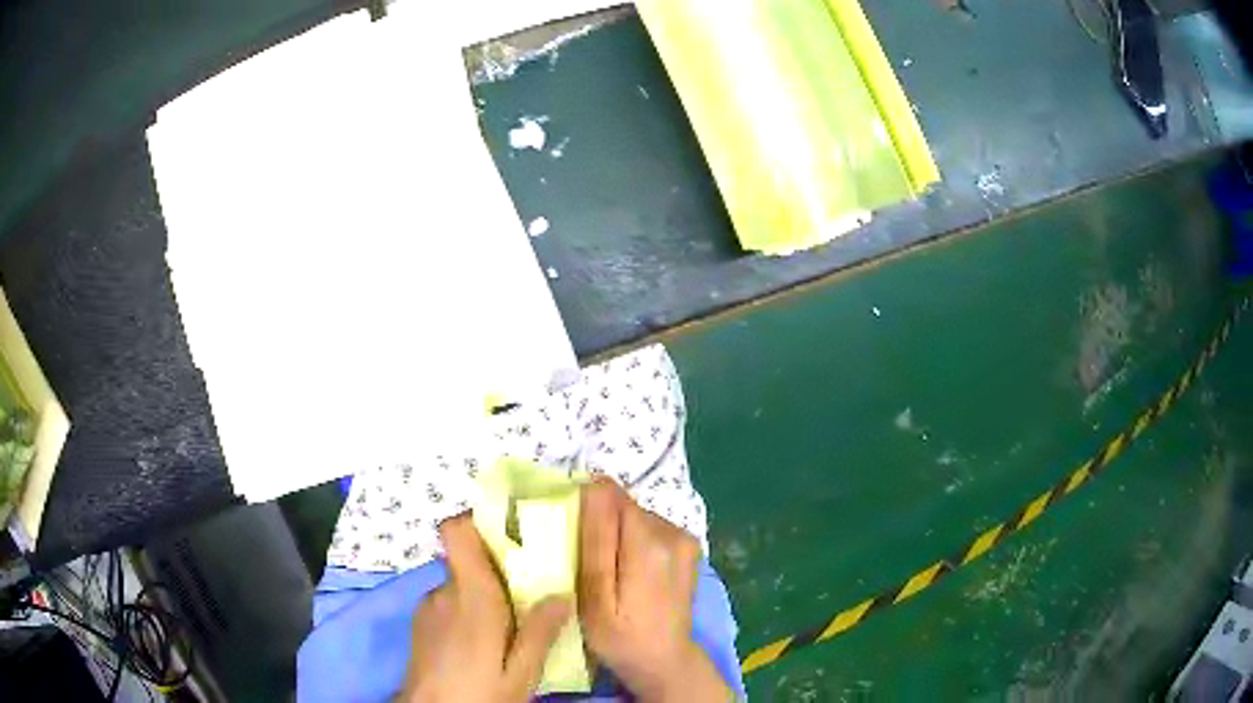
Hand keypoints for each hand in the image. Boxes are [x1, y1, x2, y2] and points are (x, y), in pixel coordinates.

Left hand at [400, 515, 570, 702]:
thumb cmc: (479, 693)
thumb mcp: (521, 672)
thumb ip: (540, 632)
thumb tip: (562, 594)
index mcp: (471, 596)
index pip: (457, 532)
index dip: (479, 522)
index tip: (513, 531)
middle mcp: (444, 592)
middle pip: (469, 560)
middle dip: (500, 569)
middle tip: (532, 591)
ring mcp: (428, 606)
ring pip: (461, 584)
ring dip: (484, 594)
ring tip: (511, 624)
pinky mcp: (421, 622)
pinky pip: (449, 601)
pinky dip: (468, 610)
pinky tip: (484, 642)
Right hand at [578, 478, 731, 701]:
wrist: (664, 662)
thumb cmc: (620, 637)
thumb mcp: (595, 597)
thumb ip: (596, 541)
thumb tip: (593, 486)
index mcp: (648, 542)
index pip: (609, 493)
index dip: (585, 509)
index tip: (572, 539)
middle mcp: (672, 531)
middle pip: (622, 505)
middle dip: (599, 524)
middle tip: (585, 563)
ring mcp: (684, 537)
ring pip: (634, 516)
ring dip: (616, 534)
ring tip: (607, 572)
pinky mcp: (688, 547)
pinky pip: (649, 528)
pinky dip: (633, 543)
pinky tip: (629, 573)